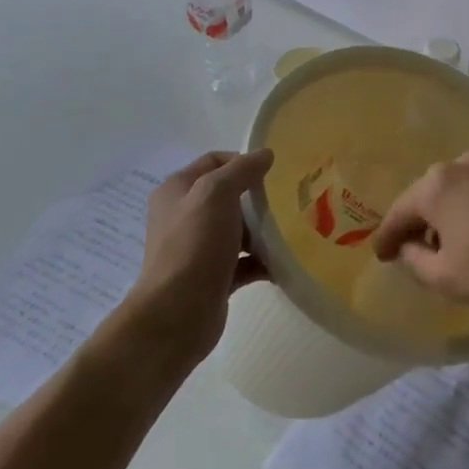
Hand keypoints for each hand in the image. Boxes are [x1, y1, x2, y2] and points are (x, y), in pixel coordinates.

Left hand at [123, 149, 272, 365]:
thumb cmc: (194, 245)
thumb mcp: (216, 194)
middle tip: (287, 202)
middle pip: (228, 196)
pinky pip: (244, 262)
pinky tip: (283, 262)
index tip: (272, 173)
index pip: (214, 162)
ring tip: (291, 231)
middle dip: (257, 198)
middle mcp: (184, 216)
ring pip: (238, 230)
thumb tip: (265, 154)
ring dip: (263, 231)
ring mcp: (198, 249)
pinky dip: (262, 261)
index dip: (243, 161)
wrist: (176, 314)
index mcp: (178, 190)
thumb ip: (242, 170)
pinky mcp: (212, 277)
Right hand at [370, 150, 468, 326]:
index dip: (387, 238)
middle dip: (415, 224)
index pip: (400, 212)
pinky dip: (464, 211)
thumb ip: (414, 260)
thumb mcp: (445, 277)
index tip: (380, 257)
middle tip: (408, 252)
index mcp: (436, 185)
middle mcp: (459, 164)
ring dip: (441, 217)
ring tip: (441, 248)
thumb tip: (409, 247)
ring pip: (450, 192)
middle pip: (424, 196)